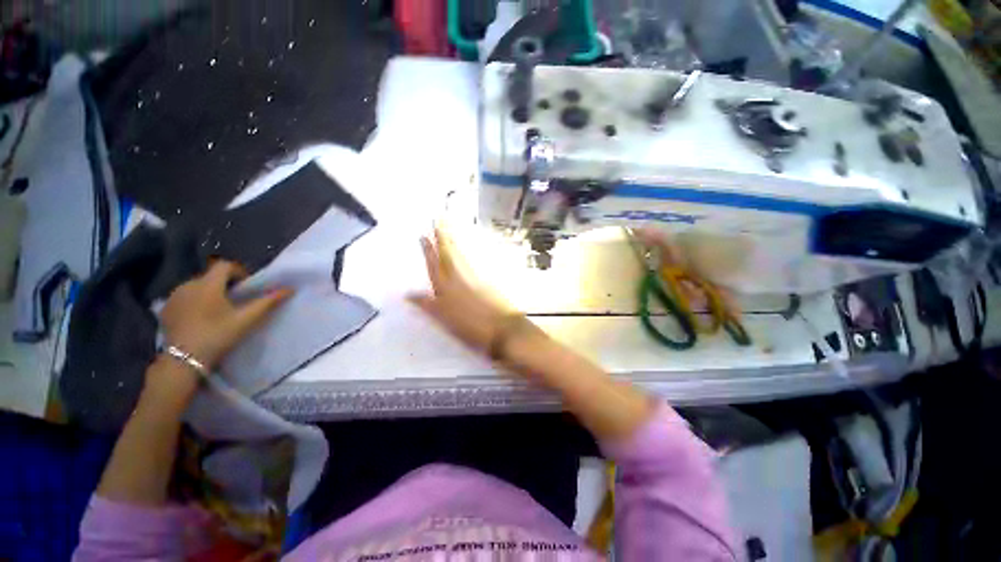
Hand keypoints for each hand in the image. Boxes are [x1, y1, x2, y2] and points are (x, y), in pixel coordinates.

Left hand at [160, 261, 291, 370]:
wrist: (183, 360)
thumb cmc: (217, 335)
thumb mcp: (246, 320)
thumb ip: (267, 302)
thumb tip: (289, 289)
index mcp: (208, 284)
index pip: (225, 265)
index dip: (239, 272)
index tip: (246, 288)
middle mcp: (188, 284)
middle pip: (211, 276)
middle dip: (225, 284)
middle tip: (235, 302)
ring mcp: (173, 297)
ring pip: (196, 286)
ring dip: (209, 293)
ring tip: (217, 311)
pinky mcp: (165, 309)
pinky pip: (183, 297)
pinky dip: (194, 302)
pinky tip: (199, 318)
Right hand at [407, 227, 517, 354]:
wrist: (502, 328)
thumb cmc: (470, 326)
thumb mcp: (444, 319)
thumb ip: (427, 305)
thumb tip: (408, 294)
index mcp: (447, 287)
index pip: (434, 265)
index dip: (429, 250)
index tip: (424, 234)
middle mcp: (460, 277)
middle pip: (449, 254)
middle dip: (443, 236)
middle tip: (439, 219)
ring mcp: (475, 277)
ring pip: (461, 255)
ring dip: (454, 242)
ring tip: (449, 230)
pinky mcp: (487, 280)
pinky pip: (472, 262)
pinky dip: (466, 254)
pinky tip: (466, 252)